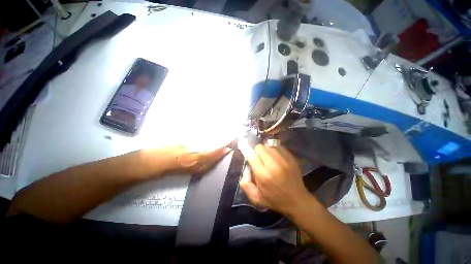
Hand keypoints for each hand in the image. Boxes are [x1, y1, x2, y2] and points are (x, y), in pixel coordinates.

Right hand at [141, 145, 231, 175]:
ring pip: (213, 163)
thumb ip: (195, 140)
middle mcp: (198, 165)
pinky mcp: (194, 172)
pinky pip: (208, 166)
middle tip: (232, 144)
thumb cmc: (167, 150)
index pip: (214, 151)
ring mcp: (196, 170)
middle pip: (216, 158)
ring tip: (227, 149)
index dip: (223, 145)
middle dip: (225, 151)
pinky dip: (215, 161)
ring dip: (221, 156)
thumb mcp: (182, 141)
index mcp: (195, 156)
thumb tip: (206, 137)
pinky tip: (217, 157)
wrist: (157, 163)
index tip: (231, 139)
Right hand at [239, 143, 311, 215]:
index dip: (246, 150)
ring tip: (266, 157)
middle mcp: (273, 164)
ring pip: (268, 145)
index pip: (251, 155)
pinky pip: (278, 146)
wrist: (297, 200)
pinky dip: (273, 149)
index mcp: (263, 175)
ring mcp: (284, 160)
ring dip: (265, 150)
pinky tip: (274, 156)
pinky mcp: (291, 158)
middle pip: (259, 147)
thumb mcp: (256, 198)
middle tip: (257, 158)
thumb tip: (246, 169)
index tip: (244, 148)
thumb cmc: (274, 199)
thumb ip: (245, 184)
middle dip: (255, 151)